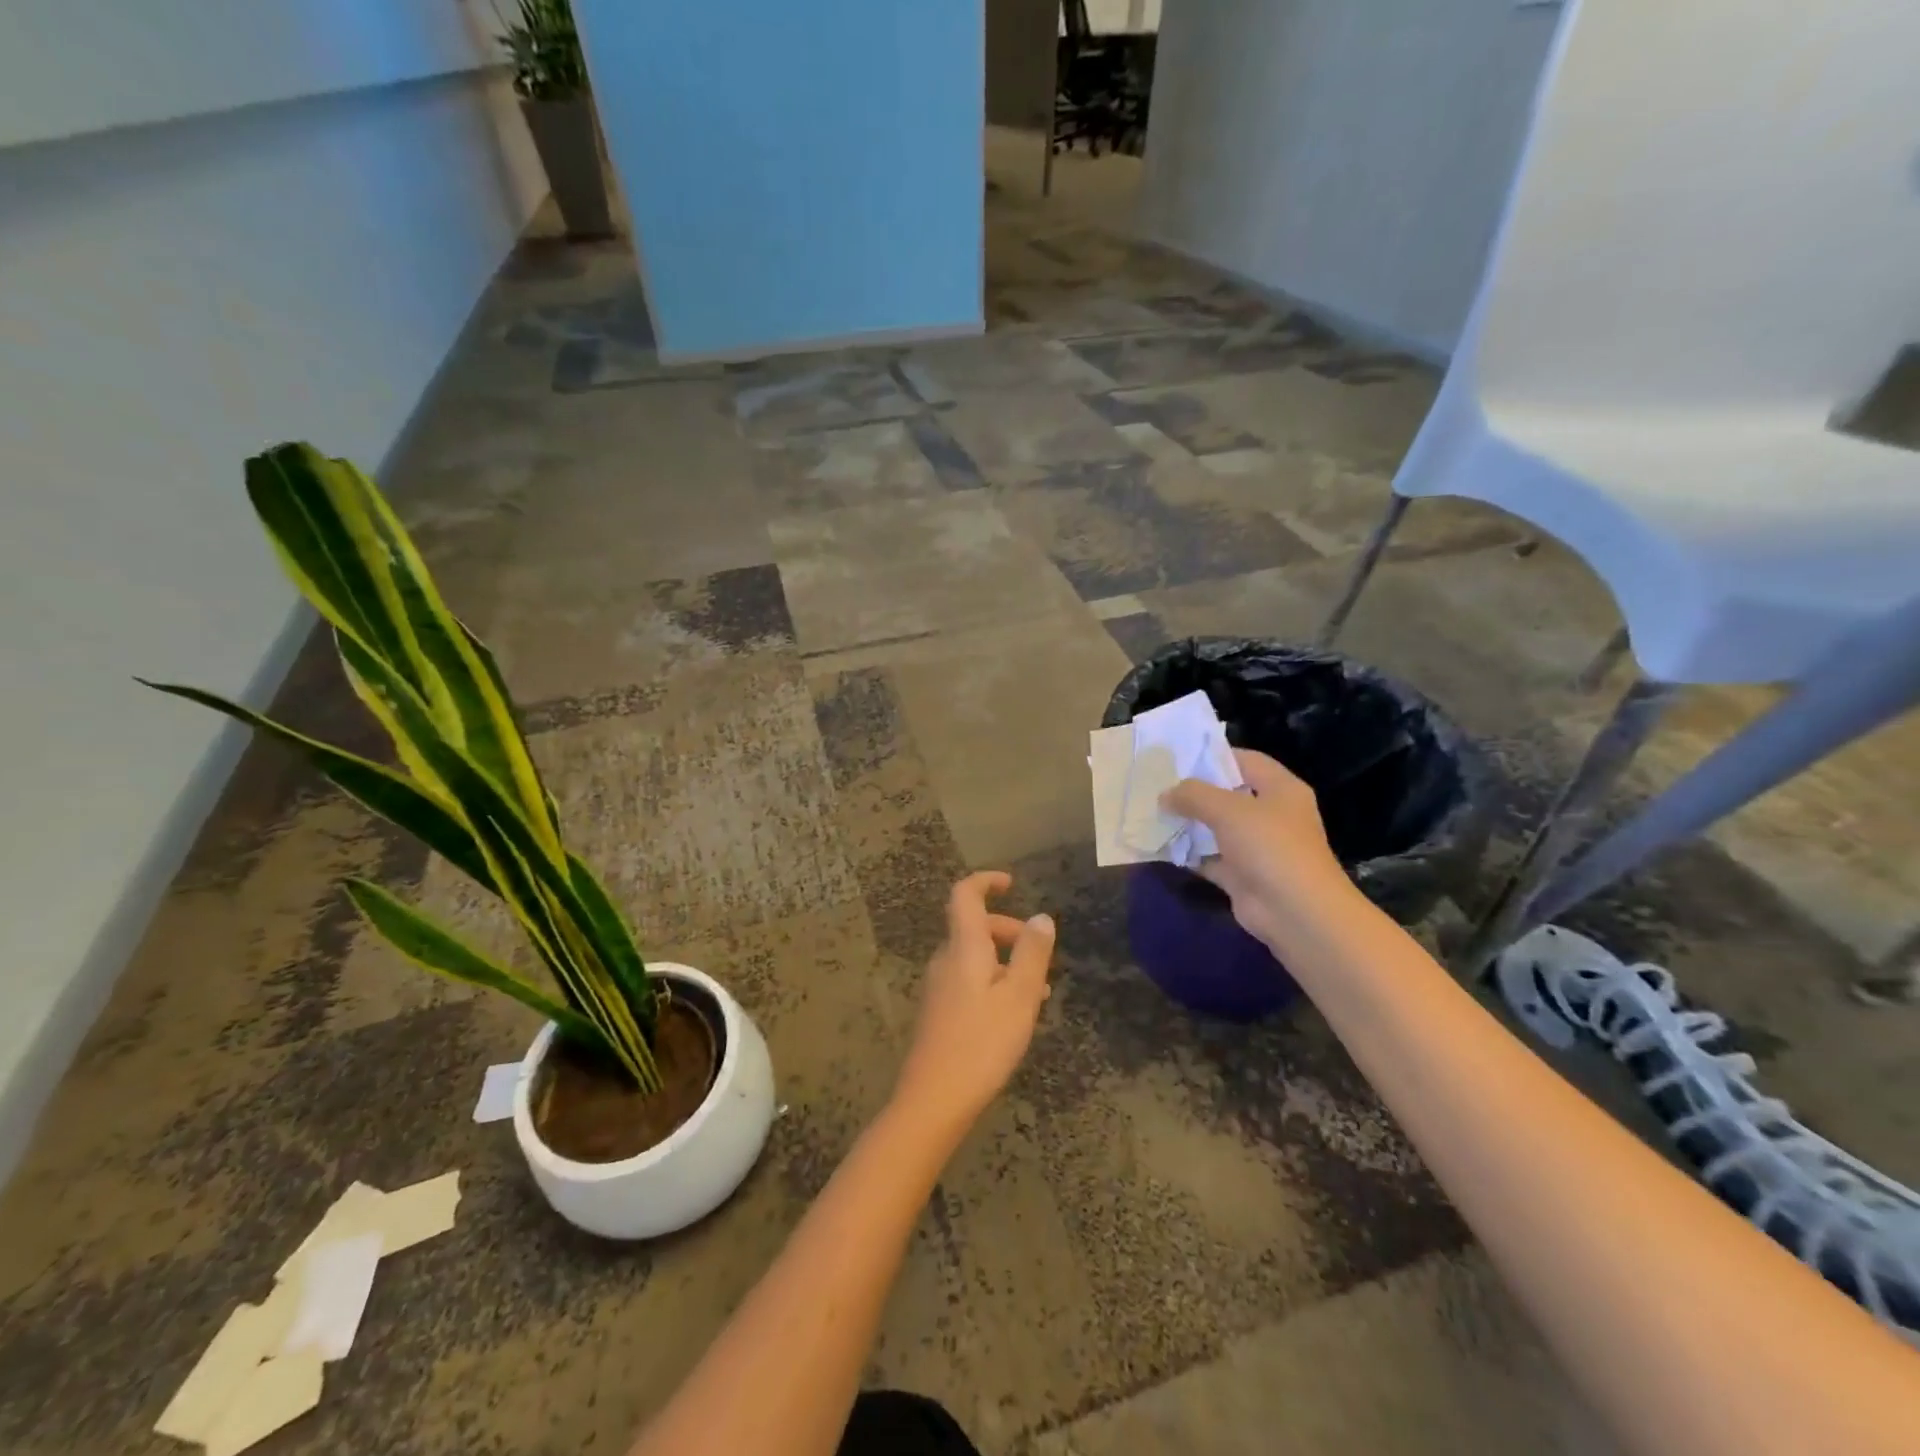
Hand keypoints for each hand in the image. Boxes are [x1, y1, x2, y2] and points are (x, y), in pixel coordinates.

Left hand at [891, 872, 1055, 1137]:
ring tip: (1037, 991)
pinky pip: (968, 980)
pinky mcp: (938, 1012)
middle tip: (1039, 953)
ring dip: (1004, 961)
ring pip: (974, 957)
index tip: (1010, 883)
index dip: (985, 881)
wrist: (933, 1100)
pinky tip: (1013, 1015)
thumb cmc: (982, 1043)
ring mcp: (938, 987)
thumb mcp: (1019, 996)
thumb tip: (1041, 917)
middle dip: (1007, 930)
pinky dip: (993, 981)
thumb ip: (1032, 953)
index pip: (965, 895)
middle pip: (973, 927)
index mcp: (964, 948)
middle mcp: (946, 960)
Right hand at [1162, 749, 1351, 950]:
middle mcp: (1271, 814)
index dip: (1214, 756)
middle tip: (1158, 786)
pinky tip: (1161, 847)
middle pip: (1228, 794)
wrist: (1295, 912)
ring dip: (1188, 824)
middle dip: (1194, 792)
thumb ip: (1193, 795)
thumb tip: (1165, 794)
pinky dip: (1190, 854)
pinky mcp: (1243, 875)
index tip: (1178, 757)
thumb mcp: (1228, 809)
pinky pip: (1211, 858)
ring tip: (1152, 813)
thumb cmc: (1269, 847)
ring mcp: (1257, 847)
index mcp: (1280, 789)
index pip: (1245, 761)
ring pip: (1216, 828)